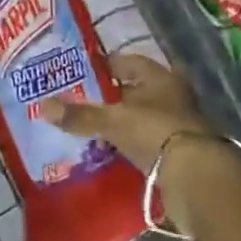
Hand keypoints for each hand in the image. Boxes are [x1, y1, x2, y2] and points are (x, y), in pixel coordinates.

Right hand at [41, 52, 240, 235]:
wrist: (198, 178)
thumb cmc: (155, 133)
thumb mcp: (113, 121)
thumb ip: (80, 115)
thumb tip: (42, 105)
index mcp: (161, 78)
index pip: (128, 62)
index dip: (106, 66)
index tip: (82, 74)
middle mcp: (174, 96)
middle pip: (137, 92)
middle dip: (112, 98)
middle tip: (83, 103)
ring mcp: (179, 126)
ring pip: (142, 118)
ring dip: (122, 124)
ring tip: (93, 130)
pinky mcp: (180, 153)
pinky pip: (148, 143)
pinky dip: (132, 146)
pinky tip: (112, 154)